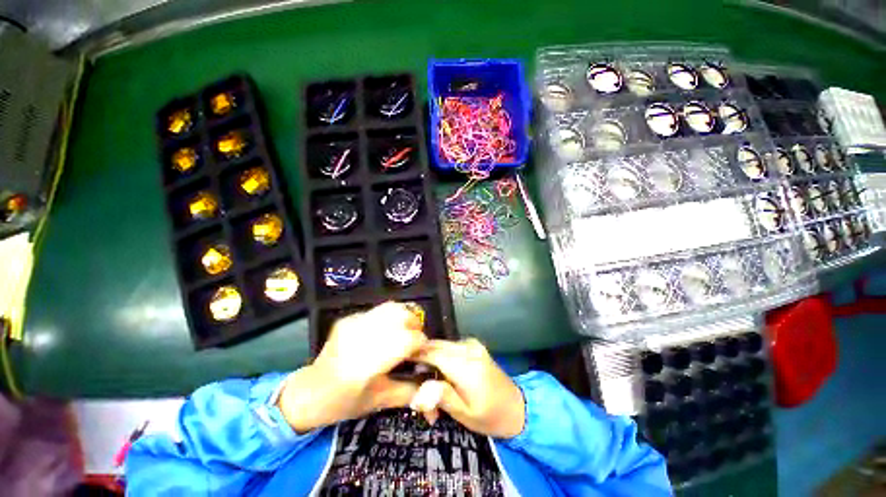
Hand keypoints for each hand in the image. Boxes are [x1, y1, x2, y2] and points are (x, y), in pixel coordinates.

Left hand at [277, 302, 426, 432]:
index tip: (423, 352)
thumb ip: (410, 390)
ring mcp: (351, 324)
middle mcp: (358, 338)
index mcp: (366, 364)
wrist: (309, 392)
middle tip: (415, 340)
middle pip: (401, 316)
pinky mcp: (348, 319)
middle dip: (415, 326)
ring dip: (404, 318)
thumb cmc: (343, 403)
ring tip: (405, 332)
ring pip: (391, 308)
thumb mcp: (379, 401)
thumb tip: (434, 380)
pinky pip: (379, 310)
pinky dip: (390, 318)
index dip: (421, 343)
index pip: (406, 340)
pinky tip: (387, 332)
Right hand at [412, 338, 524, 438]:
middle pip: (434, 346)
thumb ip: (441, 397)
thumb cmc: (490, 415)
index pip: (431, 352)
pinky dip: (441, 359)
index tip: (399, 365)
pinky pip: (450, 347)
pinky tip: (444, 377)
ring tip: (432, 388)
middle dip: (421, 362)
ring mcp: (472, 344)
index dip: (413, 355)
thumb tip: (416, 393)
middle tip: (417, 387)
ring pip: (441, 346)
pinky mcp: (474, 346)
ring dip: (431, 362)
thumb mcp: (464, 413)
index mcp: (464, 364)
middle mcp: (467, 347)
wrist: (518, 407)